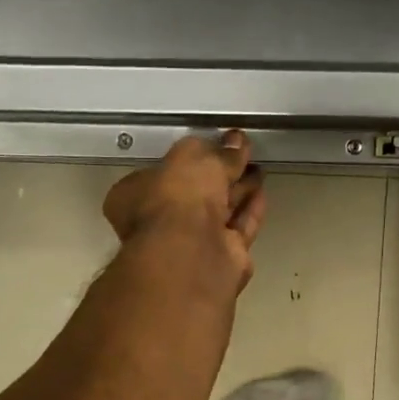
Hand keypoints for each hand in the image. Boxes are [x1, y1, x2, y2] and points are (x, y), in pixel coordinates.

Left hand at [103, 131, 267, 291]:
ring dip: (237, 190)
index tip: (213, 145)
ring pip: (219, 211)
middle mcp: (162, 222)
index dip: (189, 158)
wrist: (190, 255)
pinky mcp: (222, 258)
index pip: (163, 172)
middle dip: (219, 174)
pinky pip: (238, 228)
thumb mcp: (194, 160)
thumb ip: (217, 152)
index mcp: (136, 196)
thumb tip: (236, 141)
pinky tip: (262, 192)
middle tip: (242, 154)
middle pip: (195, 193)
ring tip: (257, 169)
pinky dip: (250, 210)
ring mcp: (192, 243)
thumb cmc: (177, 198)